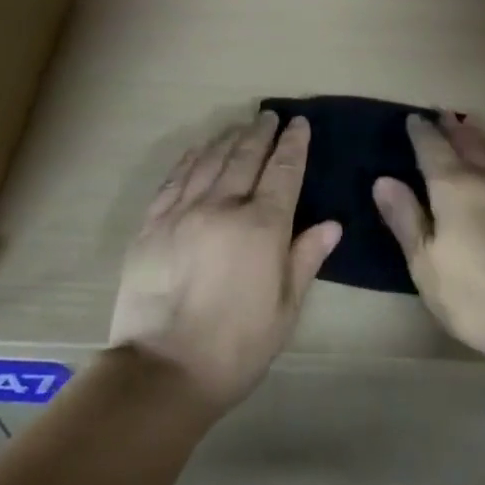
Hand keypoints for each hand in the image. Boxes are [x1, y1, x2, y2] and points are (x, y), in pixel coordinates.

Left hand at [109, 111, 342, 412]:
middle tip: (269, 114)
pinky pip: (175, 178)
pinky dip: (191, 158)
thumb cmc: (236, 347)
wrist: (162, 370)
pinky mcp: (152, 223)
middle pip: (246, 156)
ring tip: (239, 125)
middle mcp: (223, 206)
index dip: (294, 144)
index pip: (284, 171)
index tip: (299, 123)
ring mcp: (183, 211)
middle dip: (261, 132)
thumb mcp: (284, 310)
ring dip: (228, 138)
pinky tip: (198, 149)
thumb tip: (331, 224)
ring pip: (210, 160)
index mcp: (262, 226)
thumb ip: (305, 259)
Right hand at [373, 113, 484, 362]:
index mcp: (454, 188)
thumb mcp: (424, 262)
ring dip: (479, 133)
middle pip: (467, 141)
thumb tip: (383, 180)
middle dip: (451, 126)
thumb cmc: (470, 295)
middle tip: (440, 113)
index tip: (413, 118)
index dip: (421, 132)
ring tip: (469, 125)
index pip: (433, 148)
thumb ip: (405, 217)